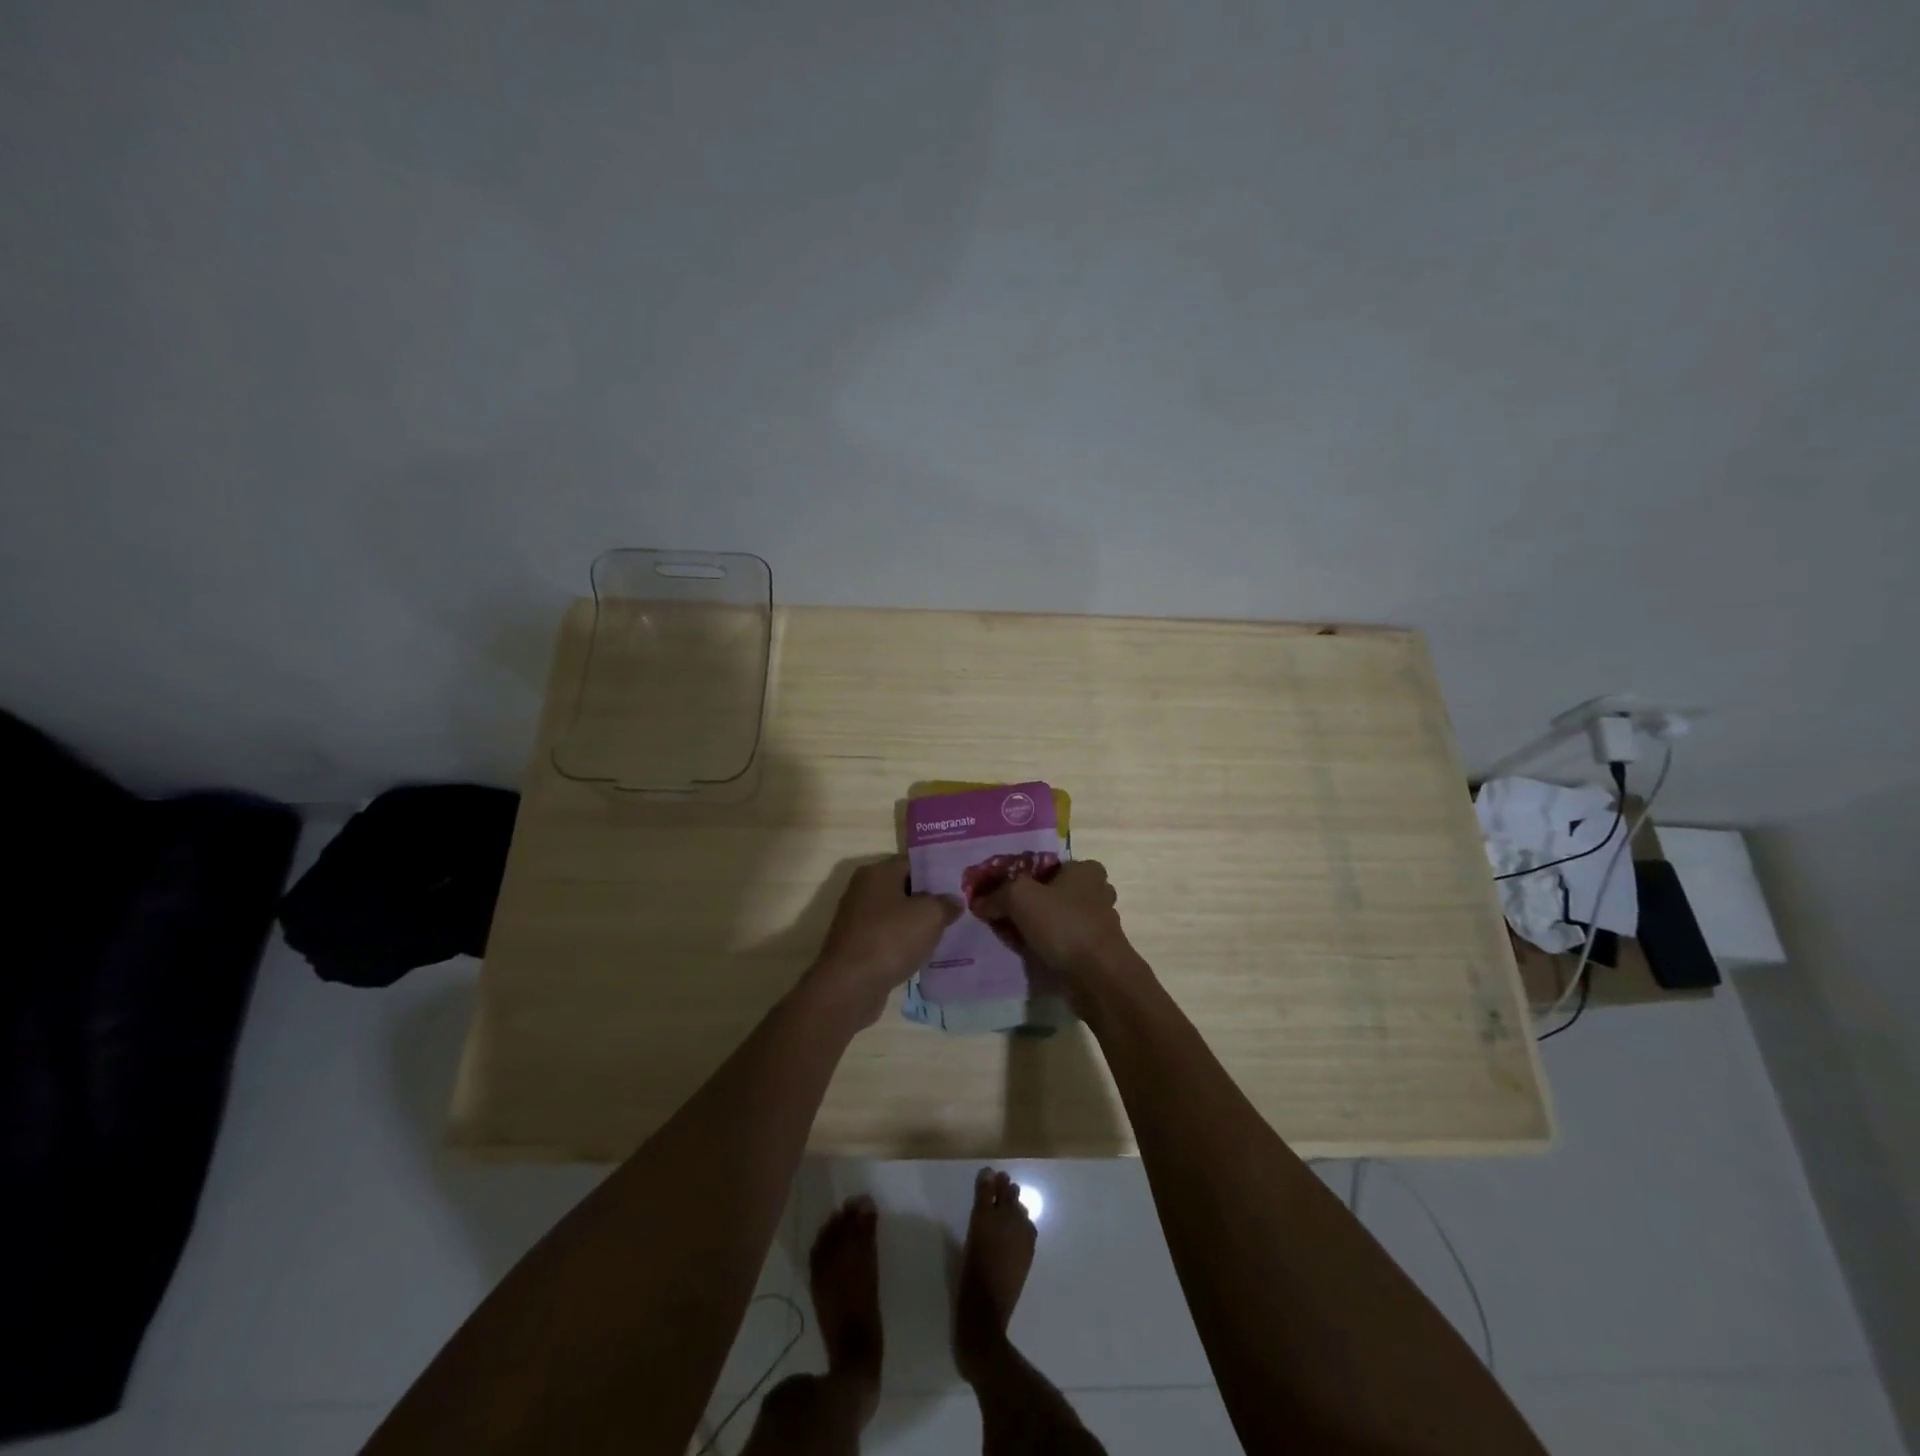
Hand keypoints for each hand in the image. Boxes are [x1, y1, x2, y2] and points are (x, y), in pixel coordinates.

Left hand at [807, 856, 958, 1025]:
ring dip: (918, 924)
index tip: (960, 883)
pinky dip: (905, 943)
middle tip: (959, 907)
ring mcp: (858, 919)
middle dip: (930, 898)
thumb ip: (946, 903)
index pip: (913, 862)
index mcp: (877, 873)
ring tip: (948, 931)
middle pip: (904, 888)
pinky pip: (889, 937)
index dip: (937, 871)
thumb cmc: (891, 939)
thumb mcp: (930, 915)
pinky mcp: (858, 946)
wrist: (849, 986)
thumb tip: (953, 901)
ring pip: (897, 915)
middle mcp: (863, 890)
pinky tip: (926, 953)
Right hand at [971, 860, 1140, 988]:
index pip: (1045, 865)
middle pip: (1049, 892)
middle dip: (1024, 903)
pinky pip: (1061, 940)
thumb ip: (997, 895)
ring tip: (1008, 935)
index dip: (1018, 877)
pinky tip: (1026, 952)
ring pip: (1055, 917)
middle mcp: (1096, 891)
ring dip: (1033, 925)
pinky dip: (1044, 944)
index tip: (997, 892)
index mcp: (1085, 869)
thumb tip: (979, 902)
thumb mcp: (1020, 897)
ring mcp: (1097, 922)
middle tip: (998, 914)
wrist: (1098, 977)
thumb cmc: (1063, 924)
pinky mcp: (1094, 949)